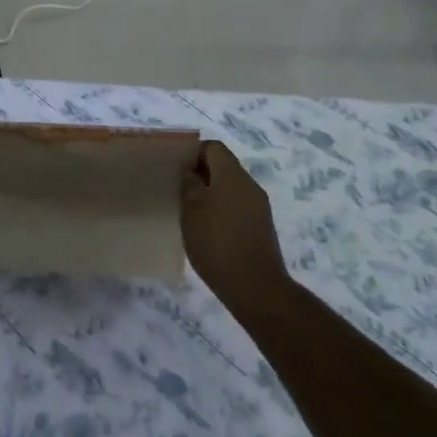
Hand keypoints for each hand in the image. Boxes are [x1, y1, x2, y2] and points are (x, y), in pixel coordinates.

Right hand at [181, 141, 290, 308]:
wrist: (256, 288)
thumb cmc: (218, 244)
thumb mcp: (191, 211)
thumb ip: (189, 185)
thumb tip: (191, 172)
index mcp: (232, 175)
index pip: (213, 147)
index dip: (192, 152)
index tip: (175, 167)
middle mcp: (249, 185)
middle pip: (223, 166)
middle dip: (200, 173)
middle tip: (177, 188)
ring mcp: (259, 206)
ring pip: (230, 187)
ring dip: (210, 192)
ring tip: (189, 209)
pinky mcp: (261, 226)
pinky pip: (237, 205)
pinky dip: (221, 208)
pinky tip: (207, 228)